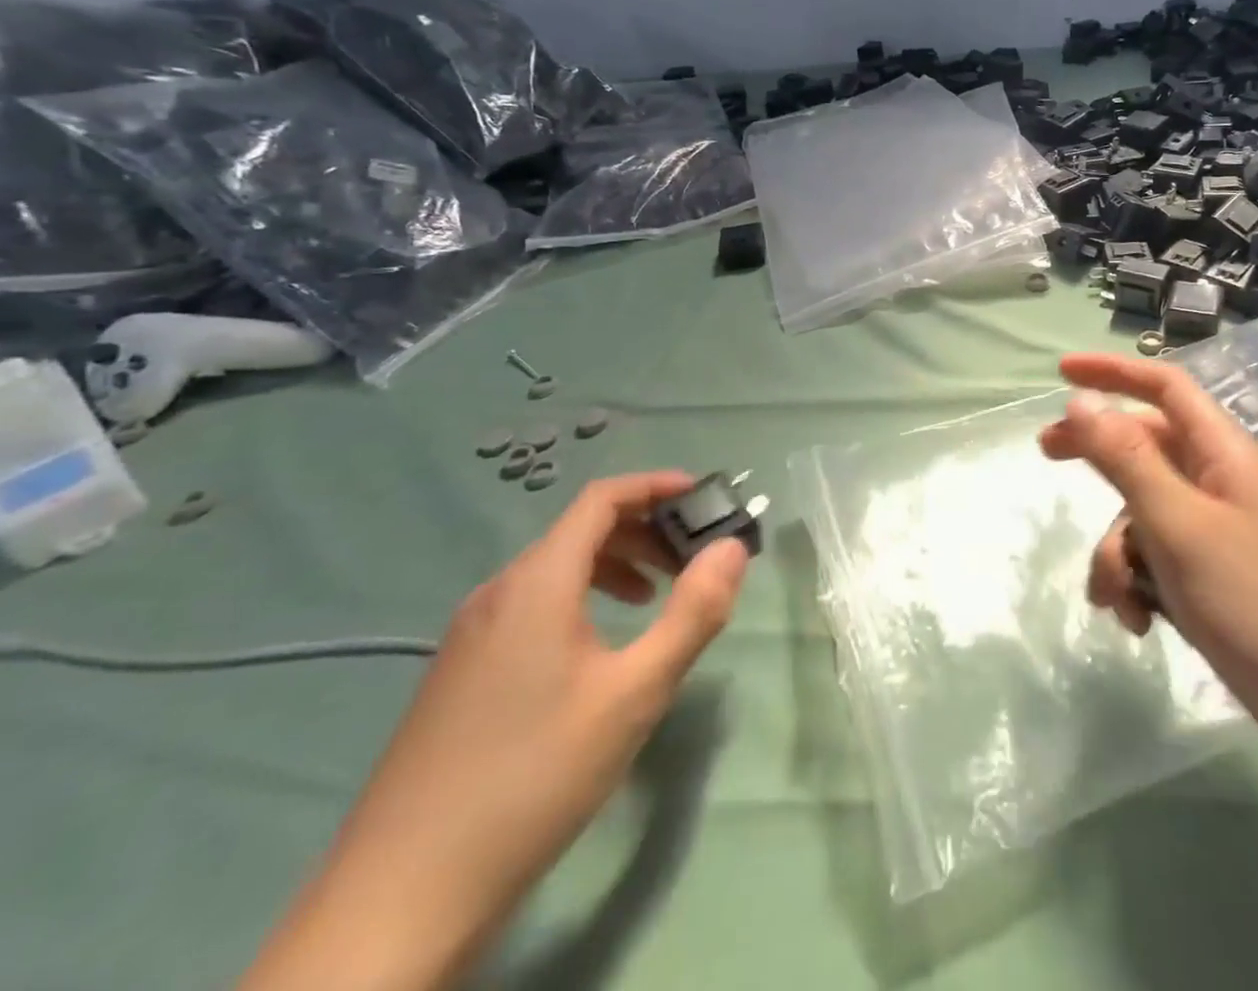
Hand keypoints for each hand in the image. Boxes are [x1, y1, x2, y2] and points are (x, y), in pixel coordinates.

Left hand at [241, 472, 748, 990]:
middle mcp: (499, 591)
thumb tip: (732, 548)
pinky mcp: (459, 672)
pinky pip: (531, 605)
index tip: (702, 495)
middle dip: (644, 531)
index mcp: (537, 582)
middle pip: (580, 530)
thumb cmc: (535, 775)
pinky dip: (579, 598)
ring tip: (652, 601)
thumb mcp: (635, 693)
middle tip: (691, 560)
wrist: (400, 896)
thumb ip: (692, 613)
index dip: (655, 485)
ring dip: (614, 566)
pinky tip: (596, 651)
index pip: (601, 498)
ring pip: (555, 570)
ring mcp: (471, 633)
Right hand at [1039, 354, 1257, 746]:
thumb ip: (1126, 458)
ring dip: (1118, 551)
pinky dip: (1141, 583)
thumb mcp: (1179, 525)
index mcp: (1225, 455)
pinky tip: (1139, 624)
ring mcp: (1224, 535)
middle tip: (1046, 457)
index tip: (1060, 371)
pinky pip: (1162, 560)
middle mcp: (1225, 484)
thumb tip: (1081, 399)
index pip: (1165, 388)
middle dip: (1097, 458)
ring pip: (1146, 513)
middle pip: (1147, 448)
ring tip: (1117, 600)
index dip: (1113, 372)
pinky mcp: (1221, 582)